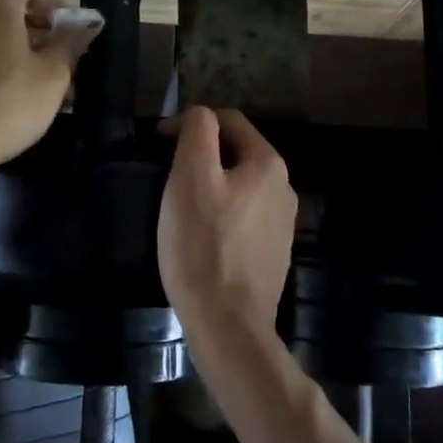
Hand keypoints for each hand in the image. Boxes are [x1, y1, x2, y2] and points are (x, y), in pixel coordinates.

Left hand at [0, 0, 92, 179]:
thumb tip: (83, 28)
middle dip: (43, 26)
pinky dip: (6, 65)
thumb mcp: (53, 75)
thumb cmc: (8, 103)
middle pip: (11, 6)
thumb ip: (70, 45)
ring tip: (48, 82)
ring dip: (26, 49)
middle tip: (65, 55)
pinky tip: (21, 98)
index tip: (69, 25)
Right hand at [157, 106, 296, 343]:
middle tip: (165, 173)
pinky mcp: (272, 254)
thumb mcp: (191, 176)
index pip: (228, 121)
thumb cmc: (203, 245)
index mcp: (268, 163)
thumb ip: (197, 132)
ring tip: (178, 204)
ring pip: (239, 186)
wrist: (228, 326)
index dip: (190, 124)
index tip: (158, 143)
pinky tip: (200, 235)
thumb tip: (200, 117)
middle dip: (200, 154)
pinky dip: (220, 214)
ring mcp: (281, 224)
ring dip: (210, 184)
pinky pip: (242, 218)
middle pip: (235, 153)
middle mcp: (284, 188)